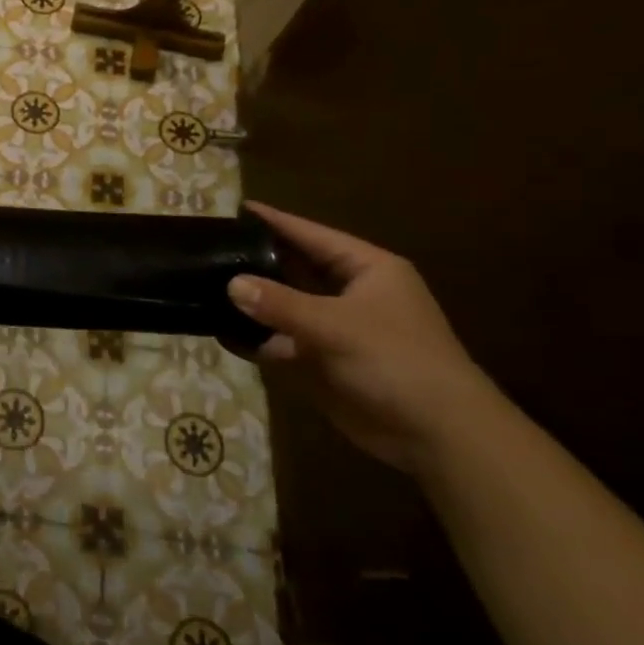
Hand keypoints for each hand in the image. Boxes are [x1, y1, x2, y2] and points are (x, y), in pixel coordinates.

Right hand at [227, 202, 504, 472]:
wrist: (438, 435)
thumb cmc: (397, 362)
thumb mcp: (336, 326)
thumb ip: (280, 304)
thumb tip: (231, 284)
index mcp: (367, 270)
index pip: (313, 235)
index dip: (276, 222)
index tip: (237, 209)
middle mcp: (350, 294)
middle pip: (295, 269)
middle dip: (257, 261)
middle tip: (213, 248)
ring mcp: (336, 329)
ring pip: (285, 307)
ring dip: (252, 303)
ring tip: (206, 286)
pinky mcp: (324, 362)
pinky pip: (282, 342)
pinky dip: (256, 339)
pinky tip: (222, 333)